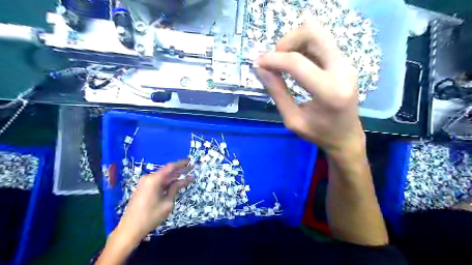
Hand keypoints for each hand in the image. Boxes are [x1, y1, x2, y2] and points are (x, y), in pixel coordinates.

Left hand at [115, 161, 190, 243]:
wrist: (130, 229)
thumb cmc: (151, 216)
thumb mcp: (167, 203)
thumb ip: (175, 189)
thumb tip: (181, 181)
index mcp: (154, 179)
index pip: (171, 167)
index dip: (181, 163)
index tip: (190, 161)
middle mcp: (148, 178)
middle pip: (167, 172)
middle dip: (180, 171)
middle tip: (192, 170)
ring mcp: (145, 183)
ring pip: (163, 177)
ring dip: (174, 178)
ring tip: (187, 178)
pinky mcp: (143, 189)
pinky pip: (158, 182)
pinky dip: (167, 183)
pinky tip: (176, 184)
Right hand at [258, 22, 363, 156]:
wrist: (346, 136)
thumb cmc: (319, 134)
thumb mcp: (292, 120)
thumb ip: (277, 93)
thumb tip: (261, 69)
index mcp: (330, 91)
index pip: (298, 63)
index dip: (274, 59)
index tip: (259, 63)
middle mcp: (342, 71)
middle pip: (314, 33)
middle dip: (288, 41)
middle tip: (275, 58)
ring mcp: (346, 64)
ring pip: (318, 34)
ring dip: (295, 42)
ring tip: (283, 61)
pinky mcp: (344, 63)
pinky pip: (321, 43)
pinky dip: (303, 47)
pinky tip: (295, 63)